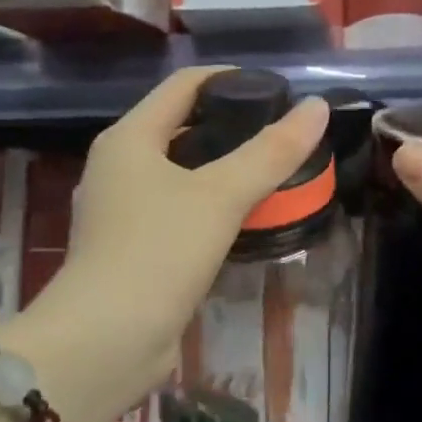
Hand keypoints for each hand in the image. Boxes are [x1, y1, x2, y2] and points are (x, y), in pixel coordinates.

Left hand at [0, 68, 327, 421]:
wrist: (104, 342)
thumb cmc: (158, 253)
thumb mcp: (221, 196)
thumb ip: (271, 152)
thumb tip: (316, 107)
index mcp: (130, 138)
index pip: (183, 85)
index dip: (230, 78)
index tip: (277, 90)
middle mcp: (119, 167)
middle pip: (182, 127)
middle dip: (232, 126)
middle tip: (282, 134)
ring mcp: (122, 211)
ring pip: (181, 173)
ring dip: (224, 169)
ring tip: (272, 173)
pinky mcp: (133, 249)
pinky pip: (179, 211)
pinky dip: (212, 206)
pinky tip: (245, 219)